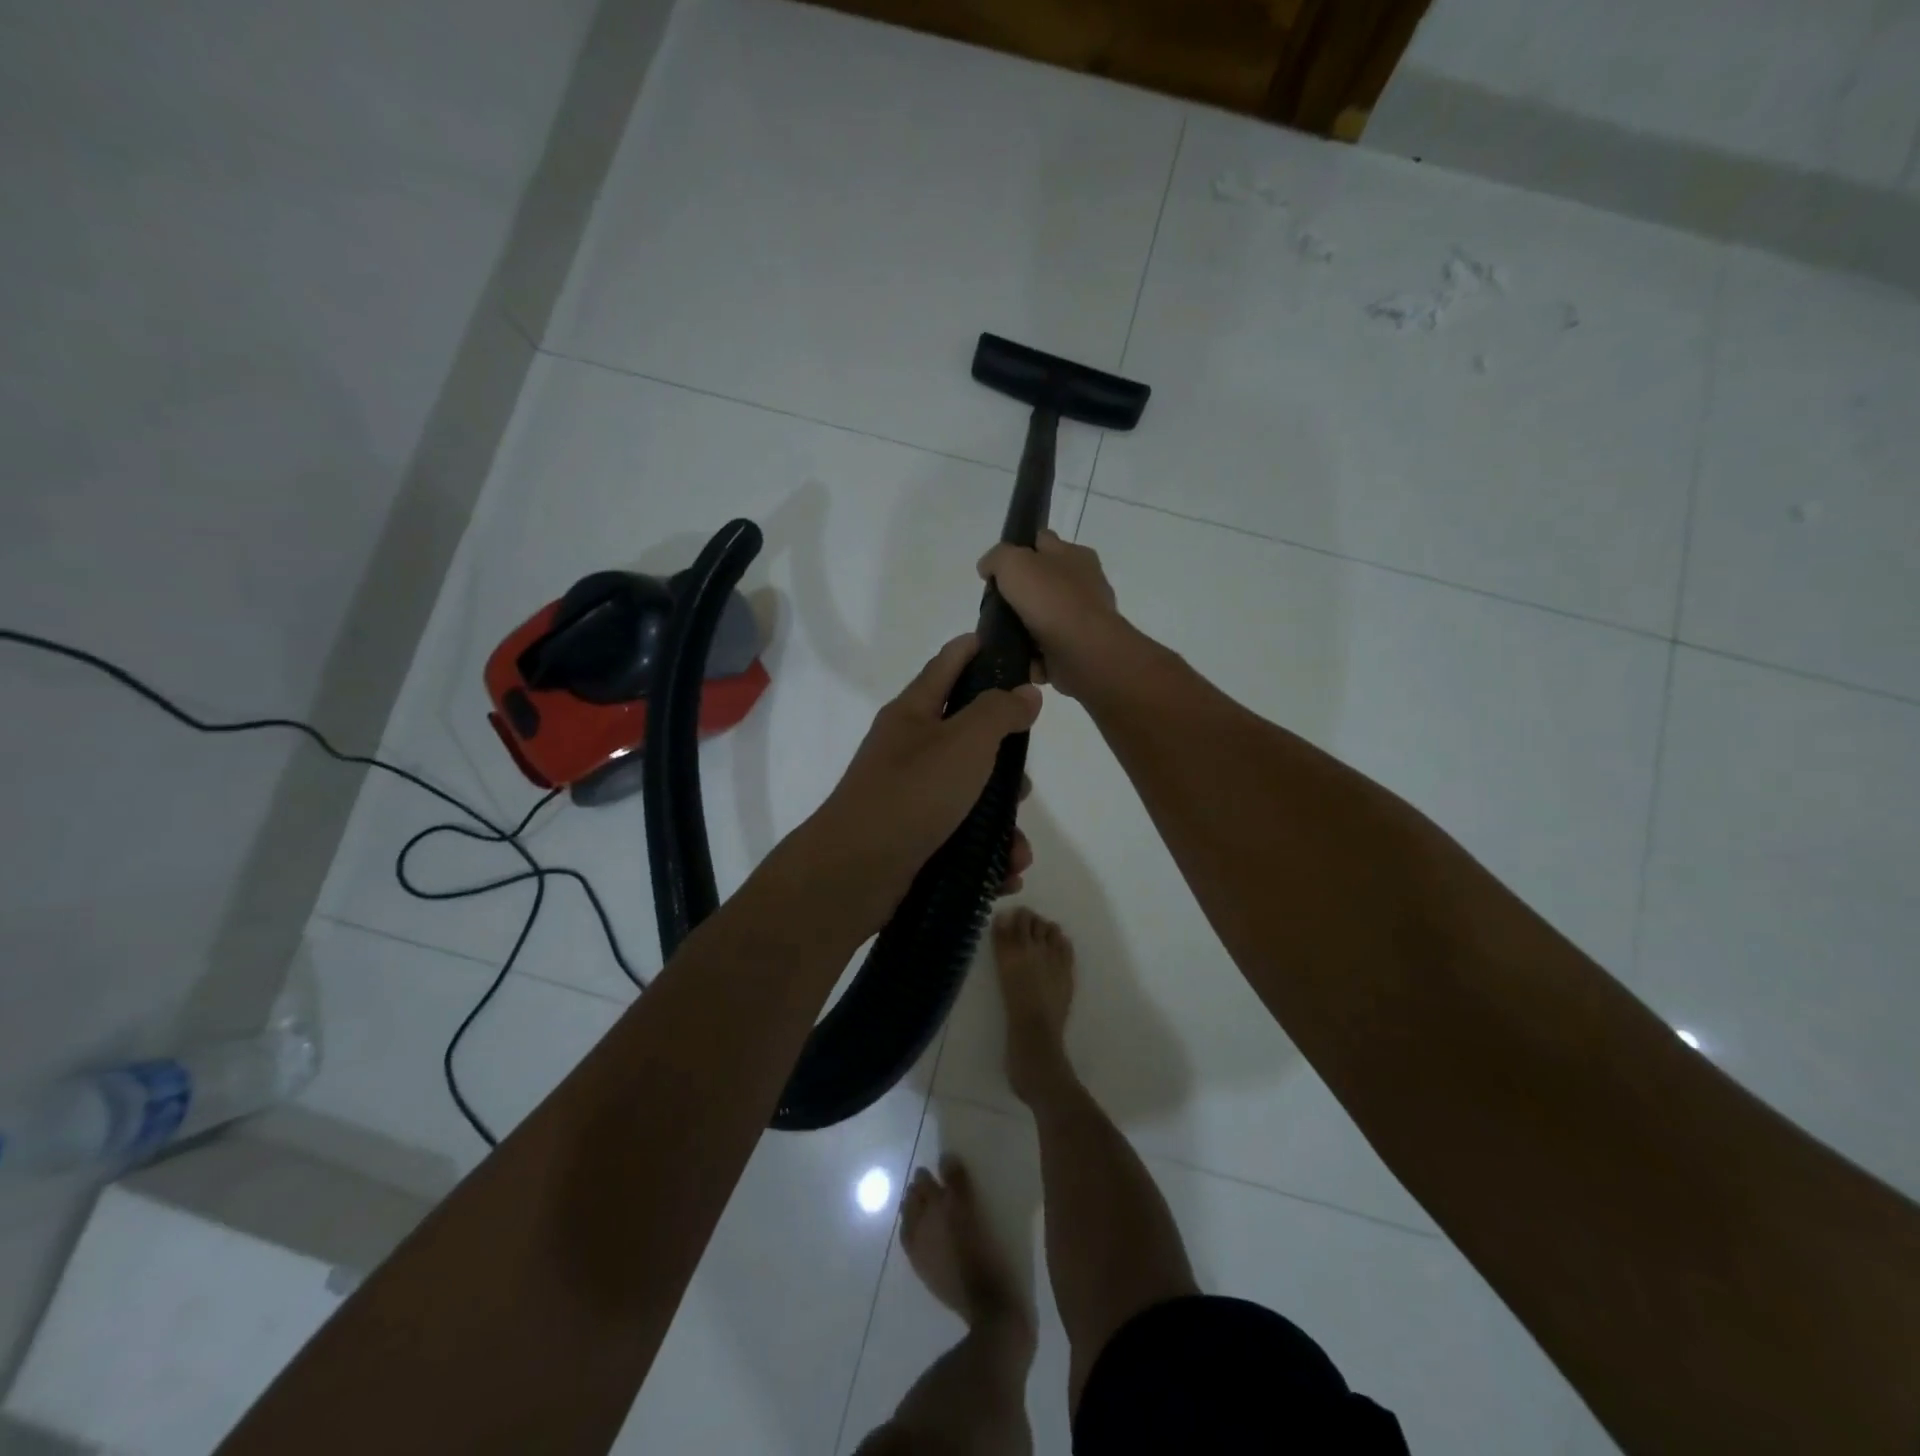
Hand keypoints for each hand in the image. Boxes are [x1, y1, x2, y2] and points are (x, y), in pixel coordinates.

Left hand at [802, 634, 1040, 917]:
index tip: (1005, 643)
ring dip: (1000, 819)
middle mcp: (908, 750)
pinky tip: (1005, 872)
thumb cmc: (912, 794)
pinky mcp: (912, 838)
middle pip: (965, 737)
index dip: (974, 648)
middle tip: (1025, 779)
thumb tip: (1025, 692)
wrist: (853, 873)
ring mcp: (908, 796)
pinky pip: (961, 838)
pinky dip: (985, 853)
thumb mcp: (964, 742)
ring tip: (1018, 846)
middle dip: (1002, 759)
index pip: (946, 665)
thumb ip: (998, 713)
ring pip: (968, 795)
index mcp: (914, 714)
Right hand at [977, 529, 1131, 699]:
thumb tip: (987, 568)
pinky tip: (1016, 658)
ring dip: (1023, 628)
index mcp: (1075, 555)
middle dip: (1019, 594)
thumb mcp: (1014, 562)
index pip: (1043, 542)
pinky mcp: (1078, 650)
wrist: (1082, 652)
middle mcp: (1083, 584)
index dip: (1019, 550)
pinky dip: (1031, 656)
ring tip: (999, 636)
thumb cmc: (1051, 599)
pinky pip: (1047, 650)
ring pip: (1043, 619)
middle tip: (995, 605)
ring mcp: (1083, 619)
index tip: (997, 570)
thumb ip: (997, 558)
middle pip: (1042, 583)